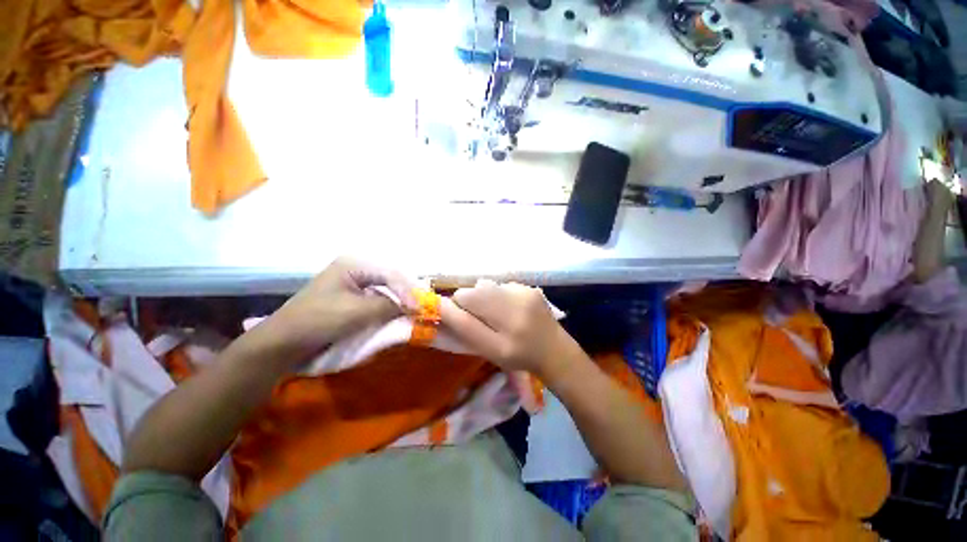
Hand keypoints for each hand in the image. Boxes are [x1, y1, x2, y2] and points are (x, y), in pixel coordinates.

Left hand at [259, 258, 417, 363]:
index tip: (420, 308)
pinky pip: (379, 298)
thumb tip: (417, 306)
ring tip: (415, 309)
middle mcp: (356, 269)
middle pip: (391, 278)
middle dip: (407, 292)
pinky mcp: (354, 298)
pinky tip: (400, 312)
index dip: (408, 290)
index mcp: (354, 264)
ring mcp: (355, 283)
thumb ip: (389, 305)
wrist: (284, 343)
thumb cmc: (318, 321)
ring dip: (401, 300)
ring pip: (387, 288)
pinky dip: (390, 306)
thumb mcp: (357, 312)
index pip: (391, 273)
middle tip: (422, 306)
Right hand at [441, 281, 579, 378]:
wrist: (553, 349)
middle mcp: (514, 311)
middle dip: (468, 302)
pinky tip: (511, 307)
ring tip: (497, 313)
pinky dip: (499, 294)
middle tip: (480, 317)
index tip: (451, 313)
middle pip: (473, 292)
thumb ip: (466, 330)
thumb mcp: (490, 352)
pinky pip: (501, 285)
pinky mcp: (530, 287)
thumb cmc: (519, 356)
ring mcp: (524, 295)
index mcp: (503, 338)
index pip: (464, 310)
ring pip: (486, 286)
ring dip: (484, 297)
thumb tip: (443, 305)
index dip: (452, 308)